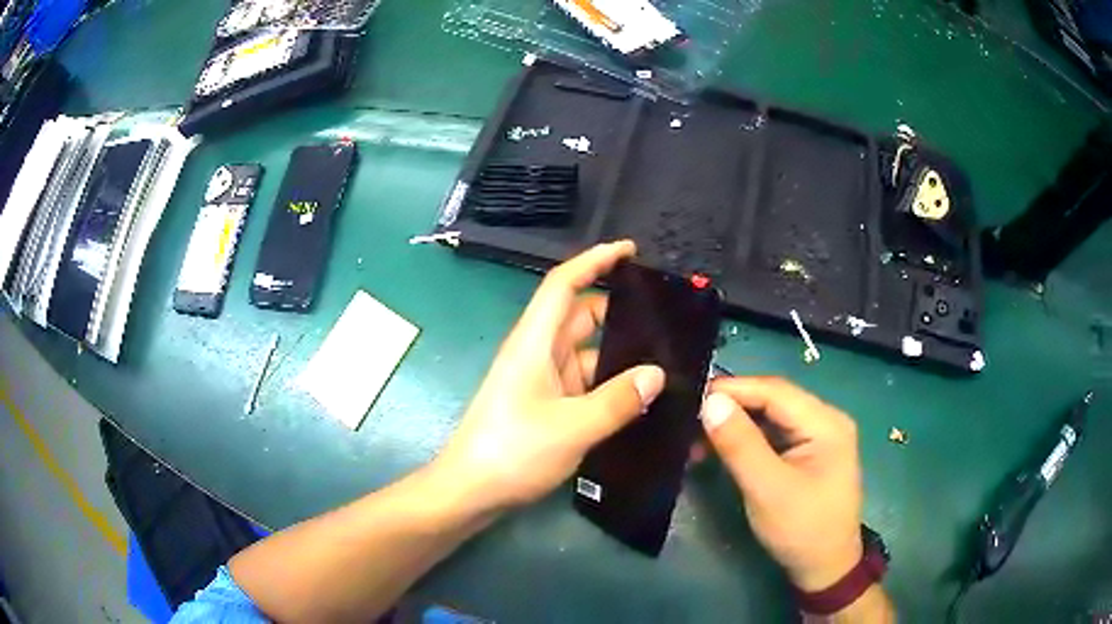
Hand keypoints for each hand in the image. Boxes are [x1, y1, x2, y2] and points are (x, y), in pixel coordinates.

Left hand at [436, 241, 665, 510]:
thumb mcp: (573, 426)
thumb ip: (618, 400)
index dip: (594, 260)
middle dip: (620, 312)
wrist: (470, 491)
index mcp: (535, 343)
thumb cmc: (512, 451)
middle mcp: (538, 353)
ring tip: (667, 362)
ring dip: (620, 355)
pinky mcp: (547, 405)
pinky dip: (610, 385)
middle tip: (667, 320)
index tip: (629, 250)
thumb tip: (657, 374)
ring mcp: (542, 381)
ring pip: (587, 353)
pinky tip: (641, 399)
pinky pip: (585, 383)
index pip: (563, 284)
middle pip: (581, 316)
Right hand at [700, 377, 863, 591]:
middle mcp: (824, 420)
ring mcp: (817, 437)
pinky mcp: (806, 453)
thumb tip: (709, 401)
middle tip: (688, 418)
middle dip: (731, 407)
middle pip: (772, 400)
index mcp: (825, 422)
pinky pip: (772, 435)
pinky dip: (745, 440)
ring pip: (770, 417)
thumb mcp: (767, 489)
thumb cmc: (802, 529)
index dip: (733, 389)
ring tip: (696, 435)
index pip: (774, 390)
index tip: (691, 396)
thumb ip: (740, 444)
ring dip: (735, 424)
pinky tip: (720, 448)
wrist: (824, 568)